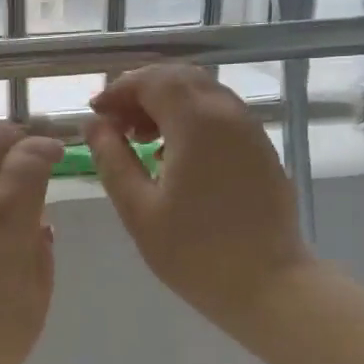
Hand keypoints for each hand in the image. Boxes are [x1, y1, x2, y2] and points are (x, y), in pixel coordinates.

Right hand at [86, 64, 311, 335]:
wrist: (269, 285)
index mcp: (197, 123)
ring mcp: (250, 130)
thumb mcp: (138, 209)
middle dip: (142, 91)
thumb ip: (112, 160)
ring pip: (203, 93)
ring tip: (140, 140)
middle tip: (116, 125)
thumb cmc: (195, 253)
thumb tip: (94, 125)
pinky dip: (190, 118)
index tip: (96, 114)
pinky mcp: (261, 149)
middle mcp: (228, 114)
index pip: (153, 80)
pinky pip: (220, 114)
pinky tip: (173, 155)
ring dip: (167, 103)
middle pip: (180, 78)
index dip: (119, 90)